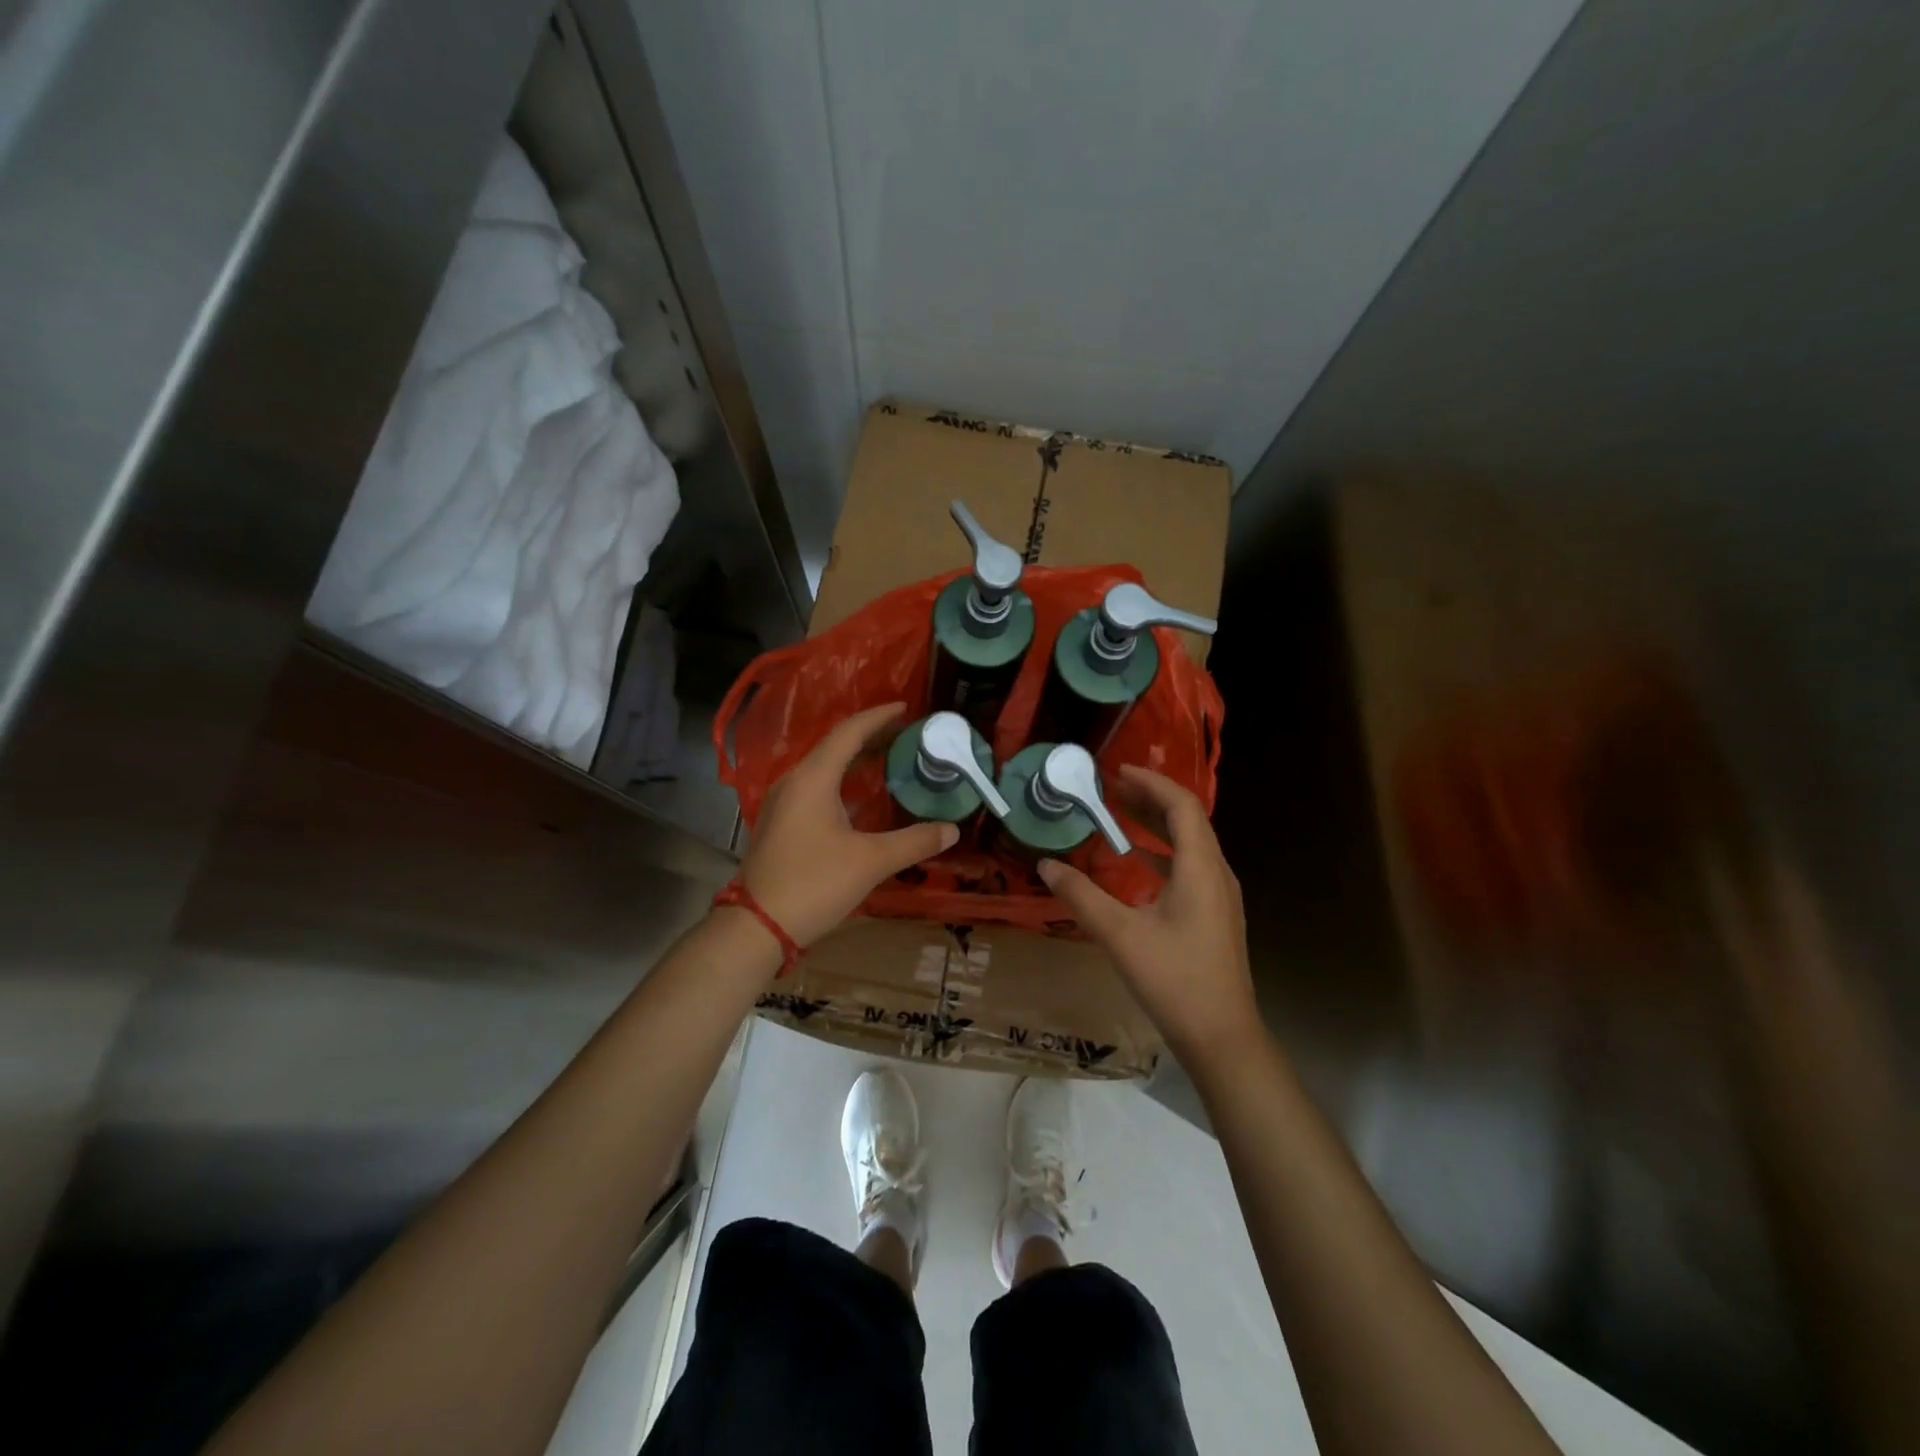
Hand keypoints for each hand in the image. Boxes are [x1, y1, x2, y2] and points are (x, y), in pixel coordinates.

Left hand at [739, 702, 958, 947]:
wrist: (758, 926)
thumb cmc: (814, 884)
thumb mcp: (871, 861)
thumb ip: (914, 841)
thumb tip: (952, 830)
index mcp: (813, 778)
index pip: (849, 732)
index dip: (879, 717)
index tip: (906, 708)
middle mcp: (794, 782)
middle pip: (835, 745)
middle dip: (871, 736)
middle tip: (906, 734)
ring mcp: (784, 803)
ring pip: (824, 768)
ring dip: (856, 760)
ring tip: (889, 758)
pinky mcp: (782, 823)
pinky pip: (817, 787)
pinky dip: (843, 781)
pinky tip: (861, 797)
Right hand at [1038, 765, 1257, 1062]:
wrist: (1222, 1037)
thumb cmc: (1174, 980)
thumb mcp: (1120, 934)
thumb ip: (1081, 895)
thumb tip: (1046, 865)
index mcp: (1201, 868)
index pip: (1182, 806)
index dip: (1152, 782)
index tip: (1118, 771)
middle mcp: (1216, 874)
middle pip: (1188, 820)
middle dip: (1151, 798)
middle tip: (1113, 787)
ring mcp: (1219, 897)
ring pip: (1190, 844)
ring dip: (1157, 824)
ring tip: (1121, 813)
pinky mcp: (1215, 916)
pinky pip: (1190, 867)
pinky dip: (1162, 853)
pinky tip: (1136, 863)